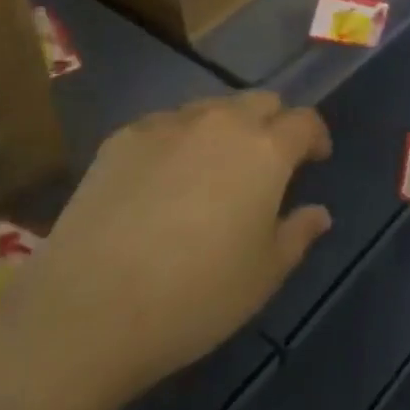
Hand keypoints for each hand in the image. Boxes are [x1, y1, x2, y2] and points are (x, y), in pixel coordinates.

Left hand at [0, 92, 330, 409]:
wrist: (91, 308)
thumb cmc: (196, 296)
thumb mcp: (264, 276)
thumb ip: (298, 234)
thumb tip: (319, 212)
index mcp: (265, 149)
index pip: (304, 120)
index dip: (315, 137)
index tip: (315, 159)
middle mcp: (221, 122)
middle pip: (260, 101)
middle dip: (273, 124)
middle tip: (267, 164)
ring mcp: (168, 124)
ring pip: (211, 108)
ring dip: (225, 129)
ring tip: (213, 170)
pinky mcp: (124, 137)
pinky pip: (166, 125)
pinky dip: (179, 142)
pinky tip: (162, 182)